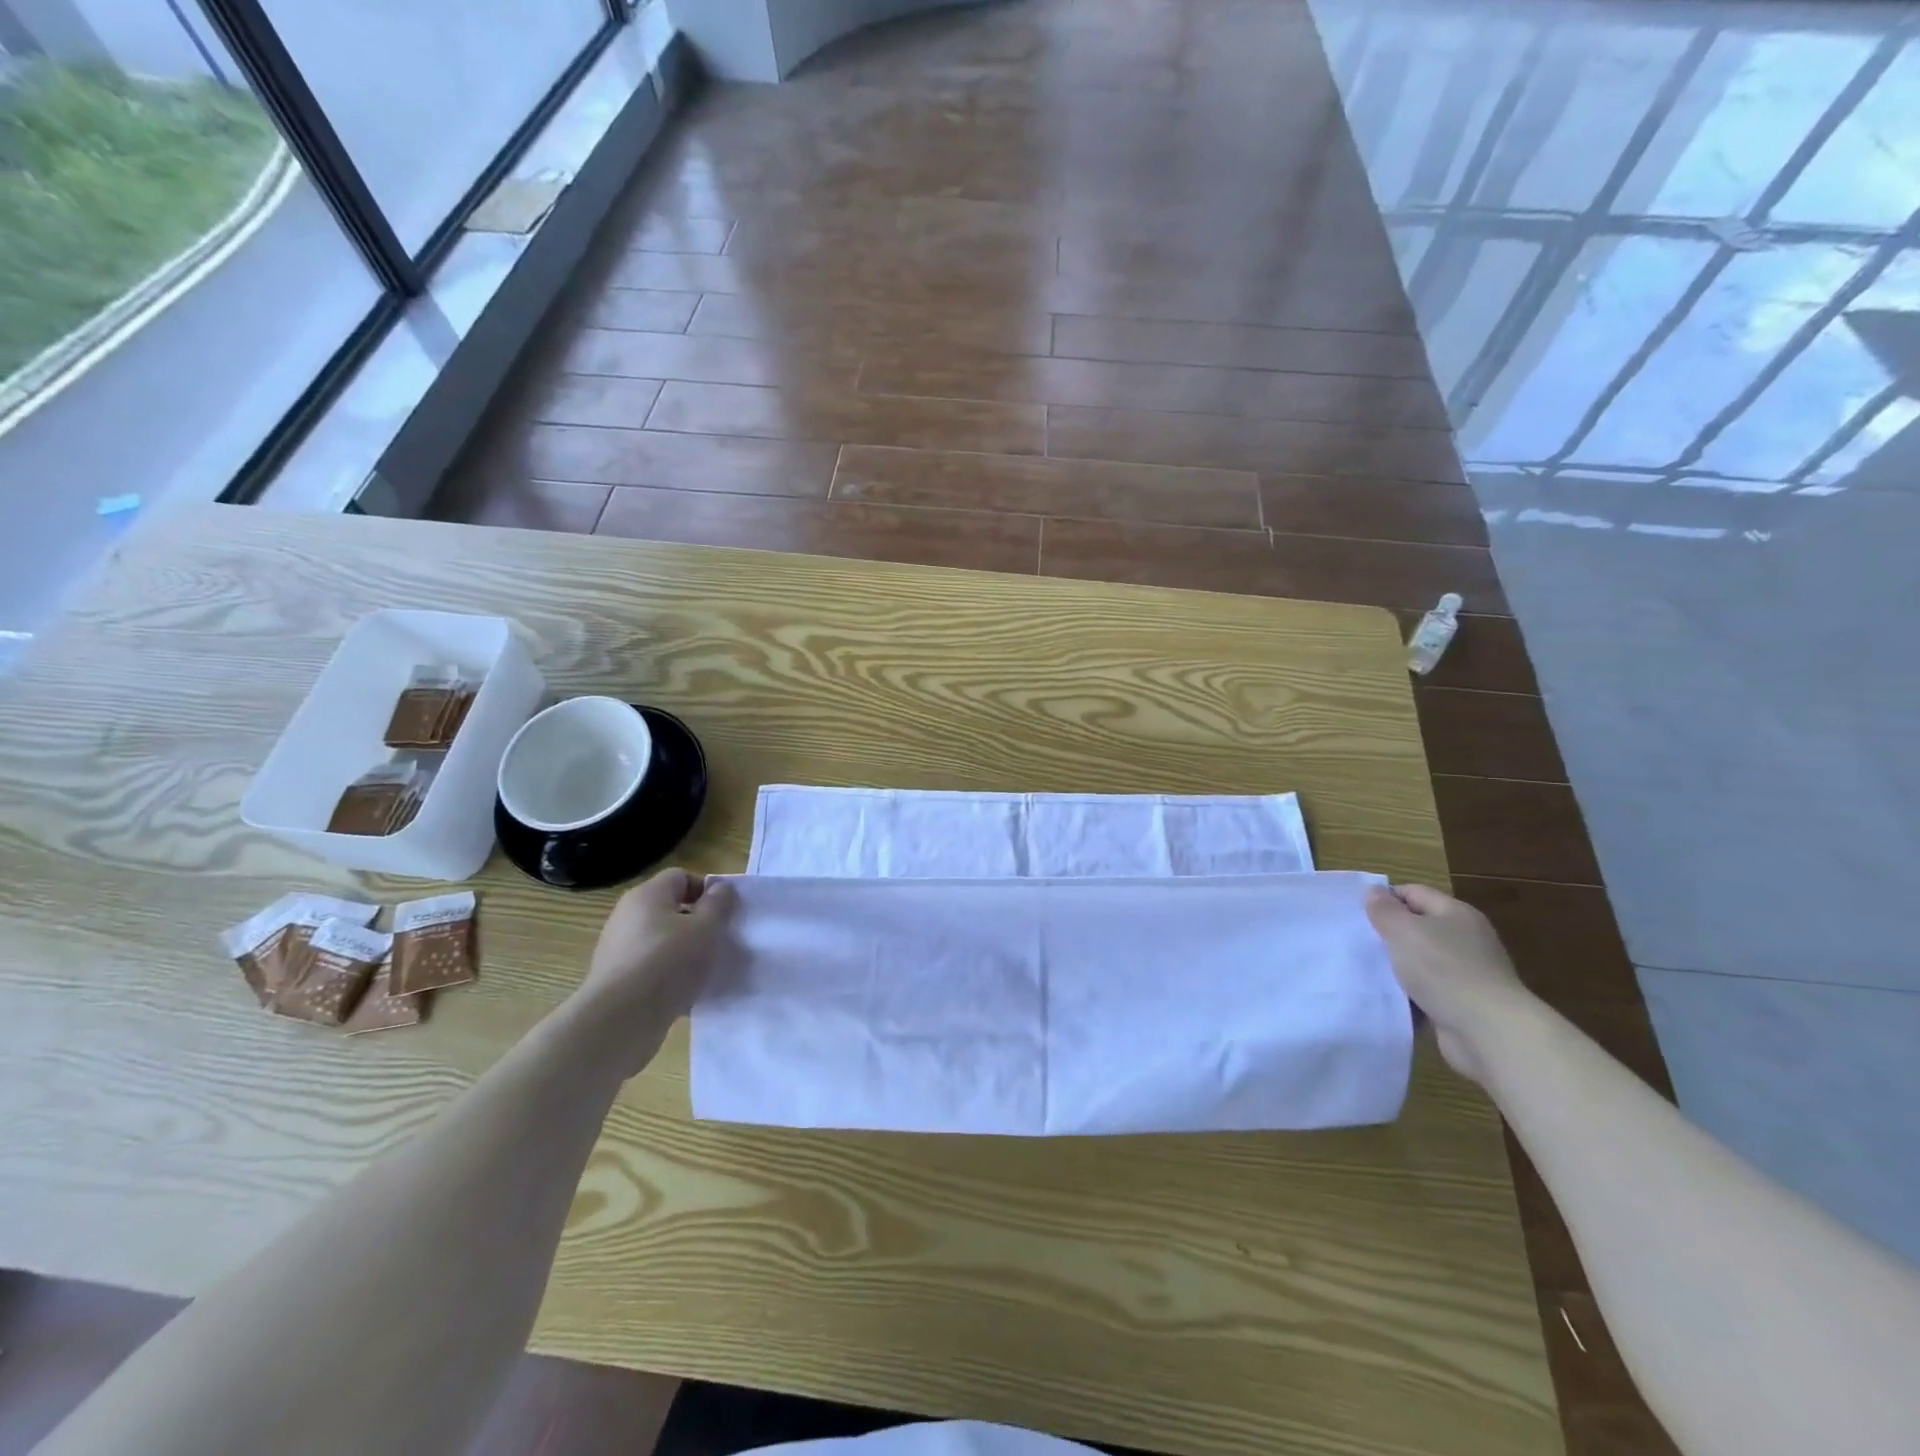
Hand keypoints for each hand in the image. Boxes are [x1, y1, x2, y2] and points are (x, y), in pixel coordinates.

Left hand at [573, 868, 734, 1074]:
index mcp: (647, 896)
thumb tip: (721, 888)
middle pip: (671, 910)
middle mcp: (628, 917)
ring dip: (686, 954)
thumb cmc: (668, 962)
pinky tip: (687, 996)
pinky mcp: (617, 981)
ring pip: (663, 943)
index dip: (706, 890)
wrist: (619, 1021)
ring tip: (706, 972)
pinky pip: (652, 971)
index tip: (724, 912)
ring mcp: (619, 950)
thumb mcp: (706, 929)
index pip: (680, 877)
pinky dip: (670, 979)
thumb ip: (718, 905)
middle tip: (719, 942)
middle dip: (698, 924)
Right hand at [1366, 883, 1532, 1085]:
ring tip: (1365, 969)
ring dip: (1397, 965)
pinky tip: (1388, 996)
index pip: (1413, 893)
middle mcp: (1466, 938)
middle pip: (1418, 926)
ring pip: (1420, 960)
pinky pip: (1427, 989)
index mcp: (1456, 913)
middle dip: (1388, 933)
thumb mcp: (1404, 931)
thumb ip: (1384, 910)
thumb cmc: (1443, 970)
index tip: (1355, 913)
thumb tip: (1373, 892)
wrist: (1488, 1032)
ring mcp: (1467, 972)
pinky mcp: (1464, 1002)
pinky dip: (1409, 992)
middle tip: (1356, 940)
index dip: (1384, 898)